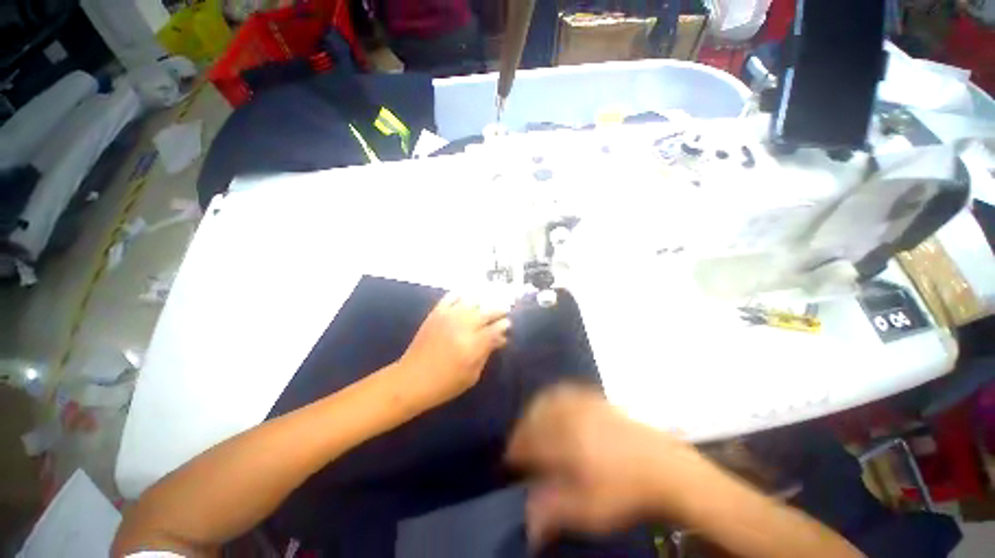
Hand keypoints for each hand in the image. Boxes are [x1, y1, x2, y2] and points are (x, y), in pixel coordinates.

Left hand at [397, 292, 511, 409]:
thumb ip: (487, 353)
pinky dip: (461, 295)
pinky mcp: (436, 313)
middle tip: (503, 311)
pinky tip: (466, 299)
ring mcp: (449, 317)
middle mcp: (463, 326)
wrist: (412, 379)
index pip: (495, 329)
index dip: (504, 325)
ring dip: (483, 302)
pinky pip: (451, 297)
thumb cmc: (445, 384)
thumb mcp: (472, 375)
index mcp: (473, 345)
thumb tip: (500, 339)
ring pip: (472, 301)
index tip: (507, 325)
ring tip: (486, 305)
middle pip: (487, 312)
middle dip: (498, 311)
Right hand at [506, 384, 706, 544]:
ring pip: (548, 400)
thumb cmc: (625, 492)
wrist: (665, 468)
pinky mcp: (596, 399)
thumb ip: (554, 512)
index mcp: (565, 441)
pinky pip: (566, 392)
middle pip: (536, 415)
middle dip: (524, 429)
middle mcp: (570, 416)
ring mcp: (584, 404)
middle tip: (521, 445)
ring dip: (536, 412)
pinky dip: (553, 399)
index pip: (529, 440)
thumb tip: (527, 526)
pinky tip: (556, 408)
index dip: (517, 449)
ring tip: (534, 426)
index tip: (511, 459)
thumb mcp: (589, 511)